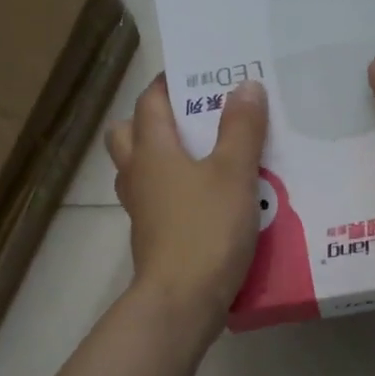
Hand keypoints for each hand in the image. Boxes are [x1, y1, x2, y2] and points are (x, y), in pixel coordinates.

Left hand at [106, 74, 267, 335]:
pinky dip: (175, 191)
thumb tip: (245, 85)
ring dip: (163, 157)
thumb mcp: (234, 173)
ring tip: (206, 156)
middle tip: (195, 119)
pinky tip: (210, 198)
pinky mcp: (153, 236)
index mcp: (151, 150)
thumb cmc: (206, 229)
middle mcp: (138, 174)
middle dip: (155, 120)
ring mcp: (141, 209)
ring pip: (141, 169)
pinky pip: (158, 200)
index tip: (197, 74)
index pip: (149, 102)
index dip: (169, 84)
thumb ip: (241, 128)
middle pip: (129, 134)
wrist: (182, 301)